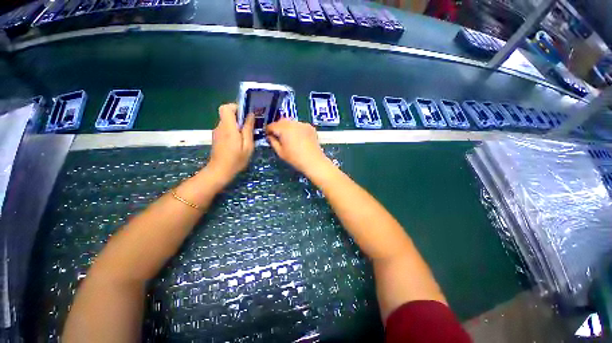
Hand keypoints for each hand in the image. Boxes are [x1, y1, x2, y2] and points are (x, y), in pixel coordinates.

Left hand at [206, 103, 254, 185]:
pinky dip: (234, 130)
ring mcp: (217, 132)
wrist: (220, 171)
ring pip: (227, 121)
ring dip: (237, 124)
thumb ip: (248, 129)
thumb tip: (250, 115)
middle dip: (239, 116)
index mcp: (228, 128)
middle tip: (250, 125)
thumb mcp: (247, 146)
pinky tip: (240, 140)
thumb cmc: (236, 160)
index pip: (226, 108)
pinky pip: (226, 128)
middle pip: (227, 113)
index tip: (246, 114)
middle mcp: (220, 127)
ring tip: (247, 134)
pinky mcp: (217, 137)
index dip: (236, 107)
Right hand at [266, 119, 330, 175]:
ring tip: (288, 137)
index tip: (268, 136)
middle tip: (277, 136)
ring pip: (291, 122)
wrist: (314, 161)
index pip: (272, 125)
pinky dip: (296, 129)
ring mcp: (303, 124)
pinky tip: (298, 138)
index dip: (268, 130)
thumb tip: (269, 136)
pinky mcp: (310, 127)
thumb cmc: (295, 159)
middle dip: (278, 127)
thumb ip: (273, 142)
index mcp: (285, 129)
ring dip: (287, 127)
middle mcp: (293, 123)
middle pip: (282, 121)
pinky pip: (299, 125)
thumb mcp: (280, 152)